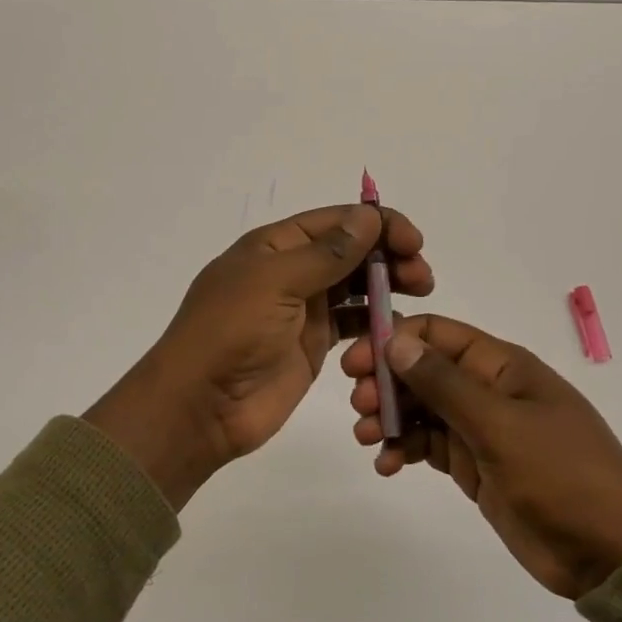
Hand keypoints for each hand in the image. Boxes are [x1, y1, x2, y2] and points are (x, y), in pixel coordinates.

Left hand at [87, 204, 431, 508]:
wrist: (200, 406)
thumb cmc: (231, 332)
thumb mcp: (275, 282)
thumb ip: (326, 252)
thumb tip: (368, 216)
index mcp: (275, 246)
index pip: (335, 222)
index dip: (376, 224)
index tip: (413, 240)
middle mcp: (291, 271)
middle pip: (350, 252)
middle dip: (388, 256)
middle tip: (422, 275)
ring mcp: (302, 309)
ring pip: (355, 285)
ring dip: (387, 285)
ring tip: (420, 293)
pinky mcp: (312, 345)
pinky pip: (352, 323)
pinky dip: (375, 321)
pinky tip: (397, 326)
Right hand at [340, 315, 621, 598]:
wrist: (611, 553)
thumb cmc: (562, 474)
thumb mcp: (500, 425)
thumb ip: (444, 384)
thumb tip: (395, 340)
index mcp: (501, 365)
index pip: (437, 334)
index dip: (394, 340)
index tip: (358, 362)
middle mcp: (487, 389)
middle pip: (423, 370)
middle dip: (386, 380)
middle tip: (360, 403)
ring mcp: (480, 429)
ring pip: (422, 408)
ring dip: (391, 416)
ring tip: (368, 436)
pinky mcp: (475, 466)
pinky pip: (430, 445)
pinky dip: (405, 449)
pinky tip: (387, 465)